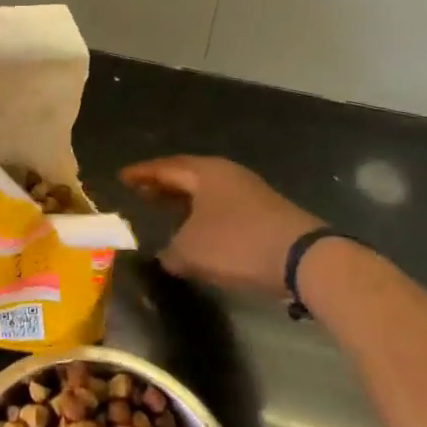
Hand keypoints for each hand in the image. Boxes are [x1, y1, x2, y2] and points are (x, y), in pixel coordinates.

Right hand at [119, 155, 324, 301]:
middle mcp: (226, 174)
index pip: (164, 168)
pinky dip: (204, 215)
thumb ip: (170, 252)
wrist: (304, 259)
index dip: (141, 174)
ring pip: (206, 192)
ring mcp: (249, 191)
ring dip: (184, 202)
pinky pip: (222, 207)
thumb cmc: (237, 244)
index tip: (121, 178)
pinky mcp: (264, 212)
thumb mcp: (191, 252)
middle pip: (186, 176)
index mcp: (204, 172)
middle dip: (162, 186)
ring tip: (165, 212)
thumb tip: (165, 255)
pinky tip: (199, 232)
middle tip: (140, 193)